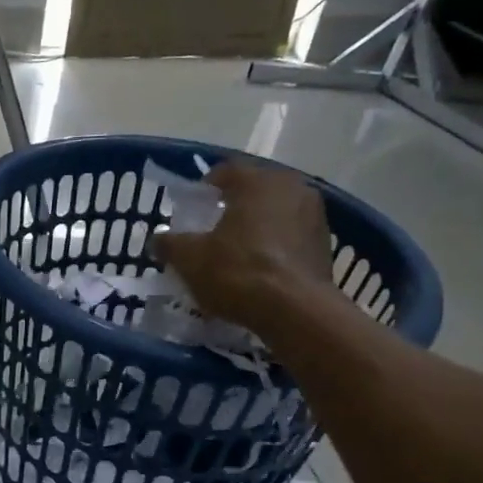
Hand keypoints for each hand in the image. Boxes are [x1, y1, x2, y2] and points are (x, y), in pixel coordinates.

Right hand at [153, 160, 337, 328]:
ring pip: (275, 212)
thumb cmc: (238, 272)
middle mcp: (291, 187)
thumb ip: (170, 243)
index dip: (205, 188)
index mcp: (257, 181)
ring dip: (256, 225)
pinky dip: (275, 244)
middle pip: (254, 190)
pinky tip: (260, 269)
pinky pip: (291, 234)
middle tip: (212, 229)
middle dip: (232, 206)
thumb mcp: (190, 259)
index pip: (226, 171)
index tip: (192, 208)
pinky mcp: (324, 243)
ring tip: (237, 251)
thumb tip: (158, 239)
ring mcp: (314, 214)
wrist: (295, 311)